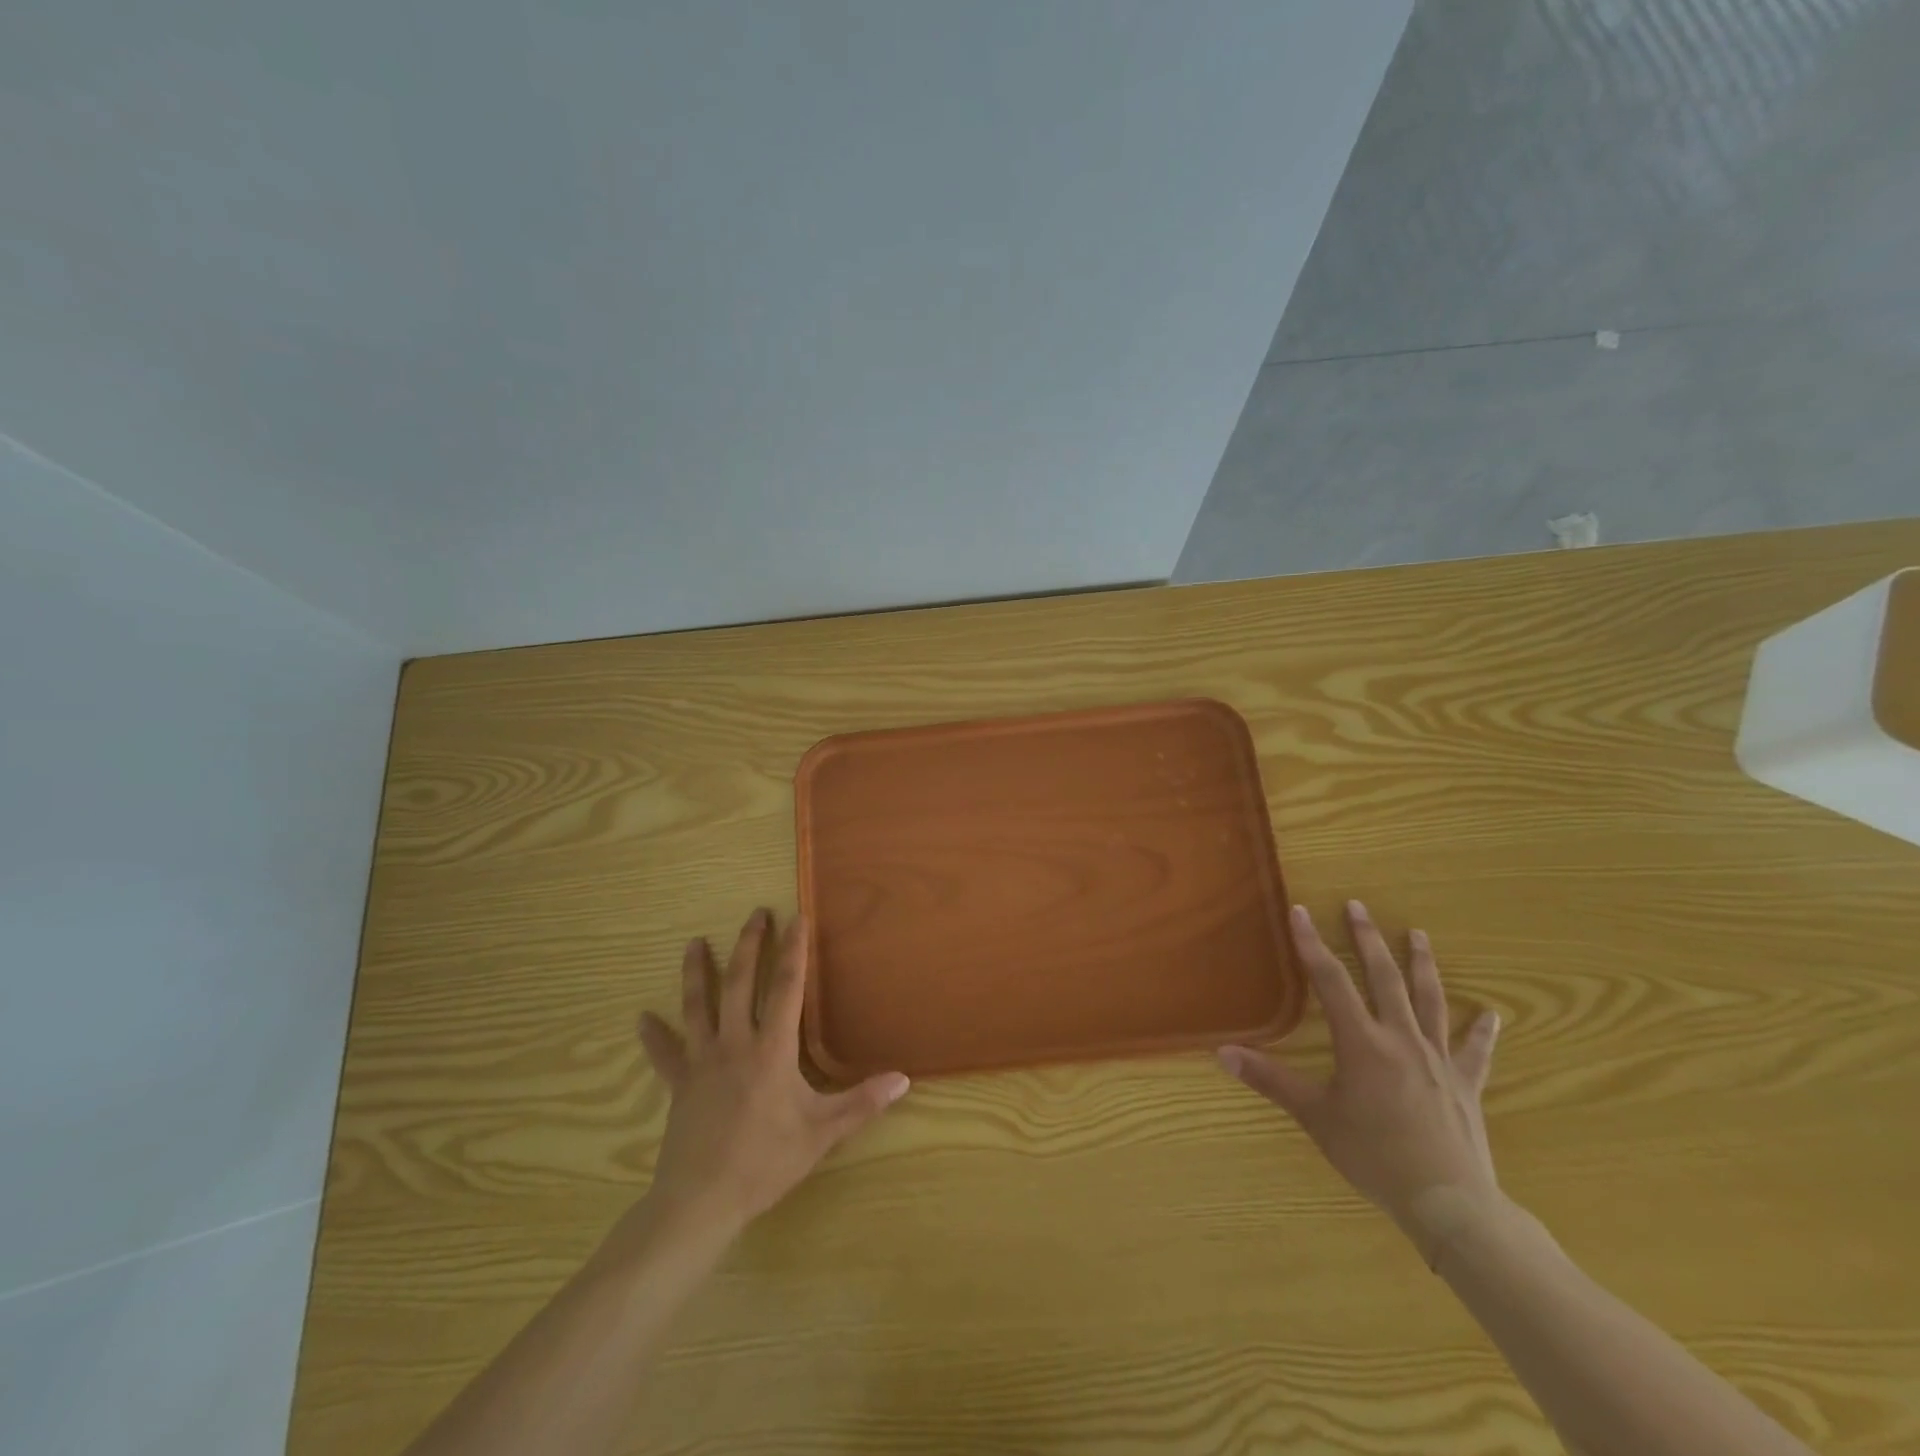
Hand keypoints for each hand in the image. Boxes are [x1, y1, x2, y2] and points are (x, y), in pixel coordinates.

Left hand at [635, 908, 909, 1238]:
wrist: (701, 1202)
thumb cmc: (765, 1162)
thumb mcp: (822, 1133)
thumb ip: (862, 1103)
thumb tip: (903, 1079)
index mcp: (771, 1049)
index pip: (786, 987)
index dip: (793, 950)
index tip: (797, 917)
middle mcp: (734, 1044)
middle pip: (739, 983)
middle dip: (748, 945)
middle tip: (755, 914)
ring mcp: (702, 1062)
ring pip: (697, 1007)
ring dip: (696, 973)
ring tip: (693, 943)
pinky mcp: (679, 1085)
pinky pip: (664, 1055)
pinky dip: (654, 1035)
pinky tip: (641, 1018)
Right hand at [1219, 901, 1501, 1253]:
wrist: (1449, 1202)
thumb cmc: (1374, 1155)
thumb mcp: (1315, 1116)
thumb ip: (1270, 1080)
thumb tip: (1222, 1053)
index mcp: (1362, 1042)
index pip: (1330, 981)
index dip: (1312, 944)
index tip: (1301, 911)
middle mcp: (1400, 1038)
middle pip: (1384, 977)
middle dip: (1368, 939)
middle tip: (1358, 906)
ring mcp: (1437, 1058)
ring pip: (1429, 1000)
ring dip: (1422, 965)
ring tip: (1418, 935)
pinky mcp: (1465, 1084)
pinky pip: (1474, 1051)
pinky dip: (1482, 1031)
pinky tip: (1493, 1014)